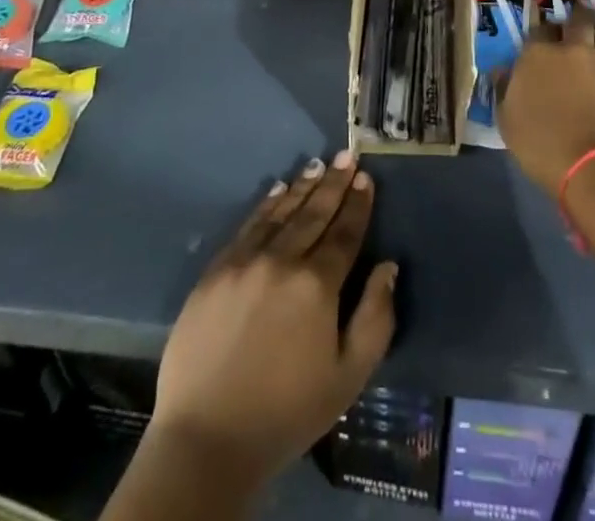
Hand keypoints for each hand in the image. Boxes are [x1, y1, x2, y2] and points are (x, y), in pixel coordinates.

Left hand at [151, 151, 397, 486]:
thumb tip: (387, 266)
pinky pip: (248, 226)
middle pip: (314, 213)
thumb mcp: (348, 377)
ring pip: (281, 212)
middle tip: (348, 155)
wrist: (207, 438)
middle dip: (335, 183)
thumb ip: (375, 318)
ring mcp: (245, 261)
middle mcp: (282, 261)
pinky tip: (277, 190)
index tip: (366, 178)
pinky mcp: (215, 271)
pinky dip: (266, 205)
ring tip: (319, 165)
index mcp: (317, 285)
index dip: (358, 204)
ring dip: (303, 186)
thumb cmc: (286, 412)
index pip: (344, 233)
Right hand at [497, 6, 594, 192]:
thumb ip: (505, 91)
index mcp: (537, 57)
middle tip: (583, 10)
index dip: (543, 29)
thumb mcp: (508, 123)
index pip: (539, 29)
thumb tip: (502, 71)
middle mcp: (572, 50)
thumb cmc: (544, 147)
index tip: (547, 32)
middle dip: (580, 13)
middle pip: (578, 19)